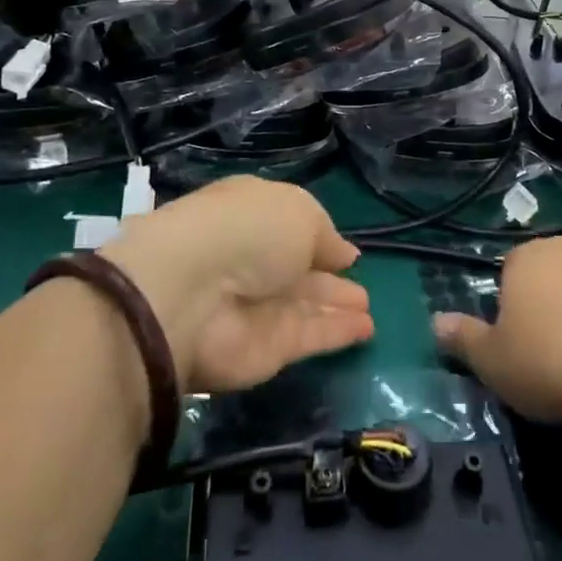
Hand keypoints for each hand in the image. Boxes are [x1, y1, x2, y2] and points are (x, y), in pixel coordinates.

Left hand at [102, 177, 372, 391]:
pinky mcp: (266, 348)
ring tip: (368, 308)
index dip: (317, 238)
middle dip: (328, 278)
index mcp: (253, 215)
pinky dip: (337, 333)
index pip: (289, 227)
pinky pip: (309, 337)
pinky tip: (366, 328)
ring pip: (305, 305)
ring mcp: (258, 307)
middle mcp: (253, 260)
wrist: (194, 293)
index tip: (346, 252)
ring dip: (336, 306)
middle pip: (297, 271)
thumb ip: (326, 235)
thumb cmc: (248, 230)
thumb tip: (344, 255)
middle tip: (361, 287)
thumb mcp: (300, 212)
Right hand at [433, 236, 561, 428]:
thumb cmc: (550, 363)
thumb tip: (435, 321)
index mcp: (526, 256)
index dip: (509, 309)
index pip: (508, 271)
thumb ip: (462, 338)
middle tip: (547, 355)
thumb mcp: (492, 361)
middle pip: (547, 275)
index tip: (517, 346)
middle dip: (544, 306)